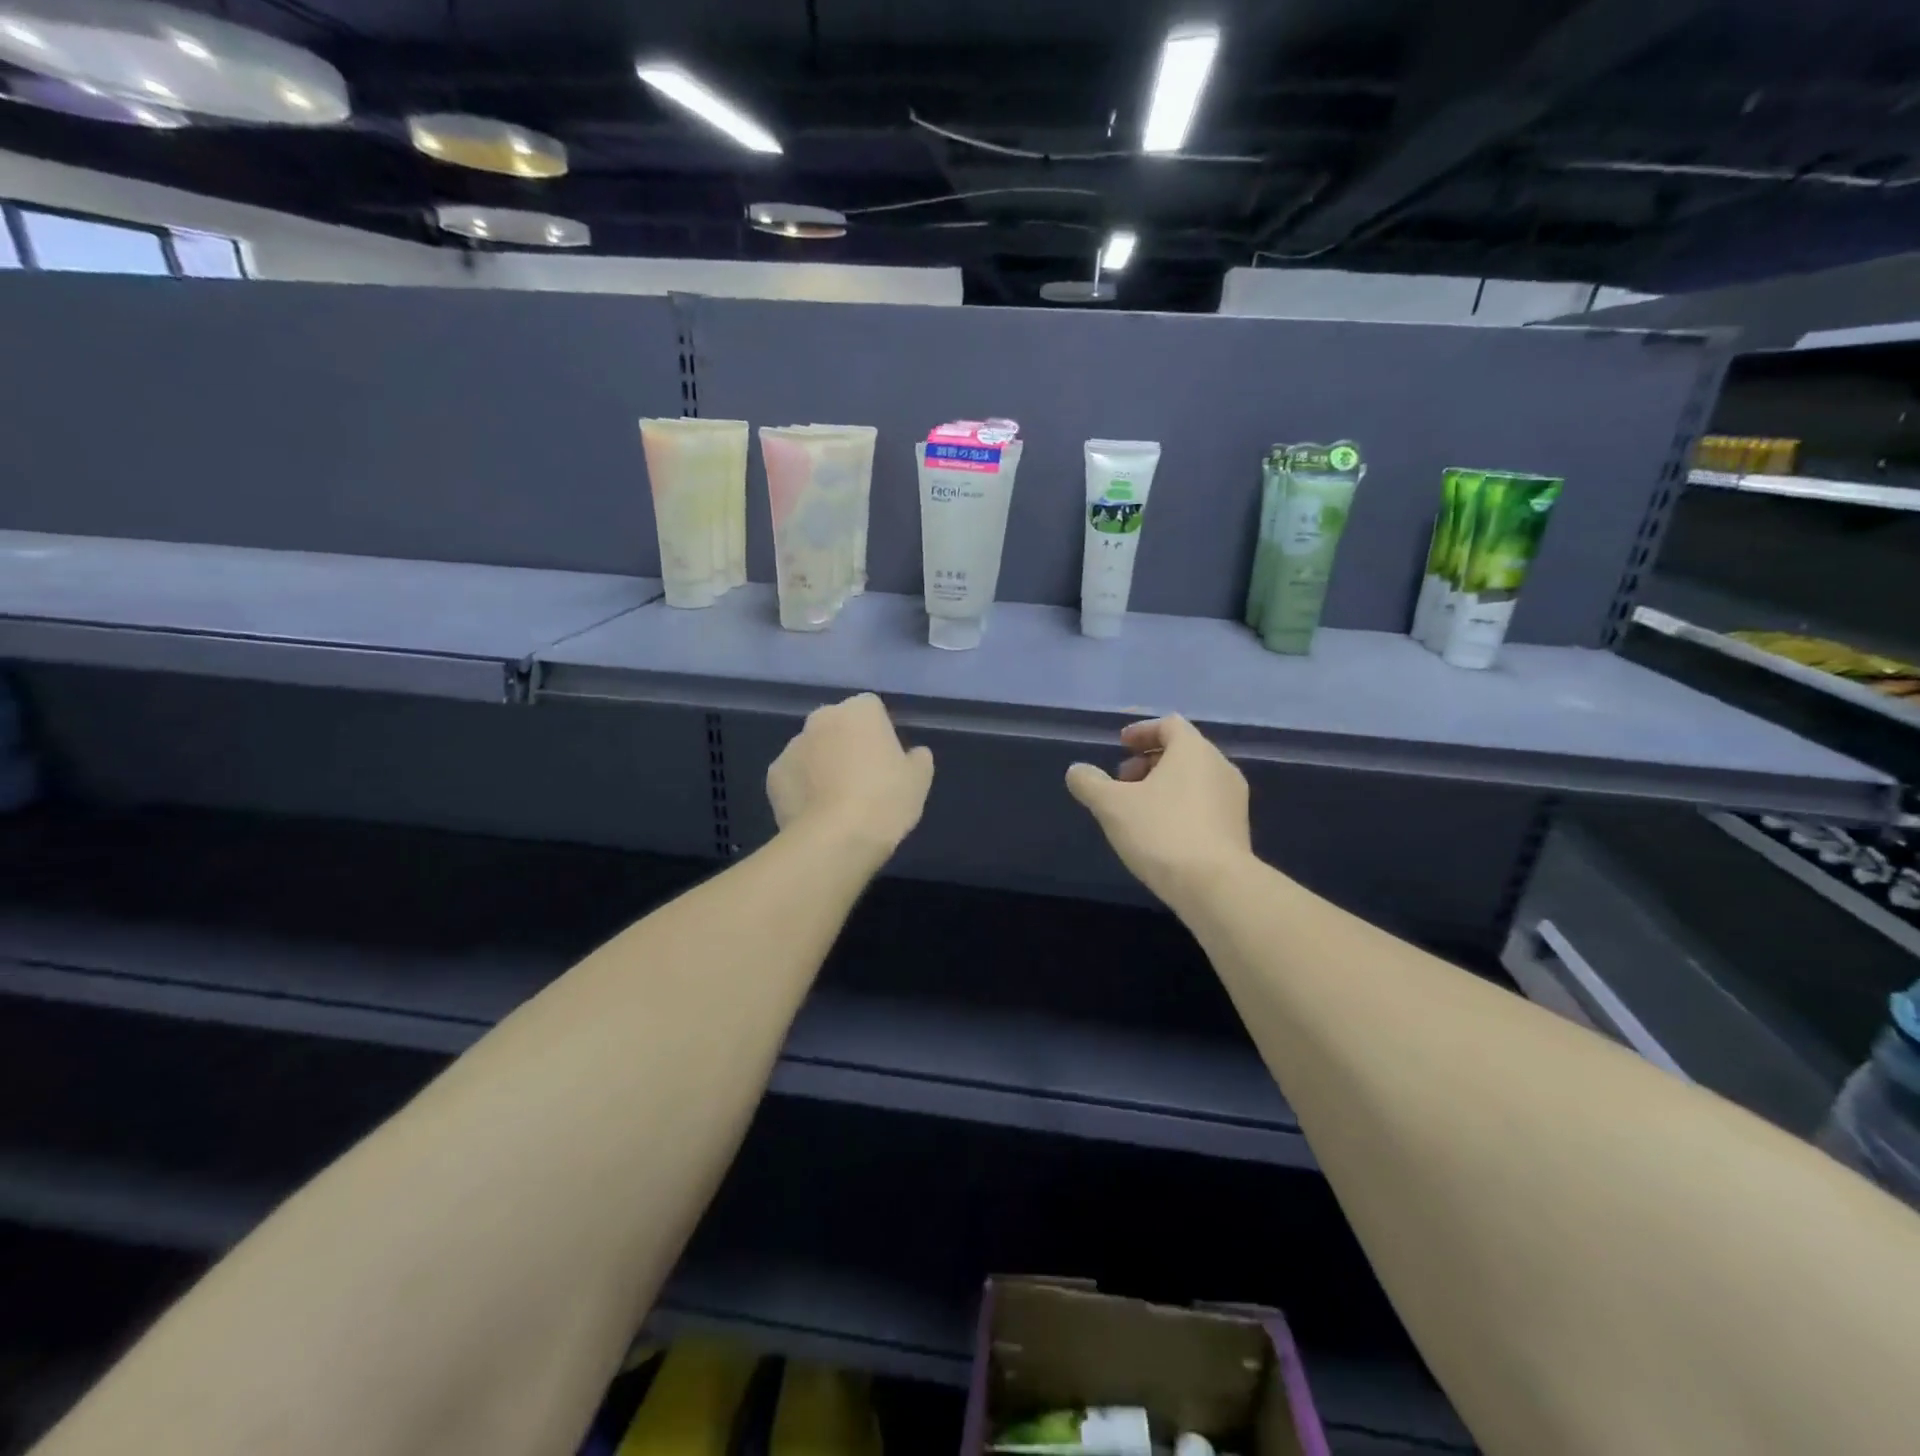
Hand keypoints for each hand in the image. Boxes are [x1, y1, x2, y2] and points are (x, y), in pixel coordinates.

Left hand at [767, 694, 933, 857]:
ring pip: (813, 750)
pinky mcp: (773, 775)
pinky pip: (794, 776)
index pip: (872, 709)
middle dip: (846, 744)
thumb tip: (914, 754)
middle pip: (837, 726)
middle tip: (863, 780)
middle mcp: (821, 718)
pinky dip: (802, 788)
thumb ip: (918, 758)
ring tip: (837, 802)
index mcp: (859, 710)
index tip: (887, 760)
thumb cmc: (885, 800)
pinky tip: (816, 813)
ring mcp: (792, 746)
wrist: (835, 839)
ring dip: (822, 765)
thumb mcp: (919, 780)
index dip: (880, 733)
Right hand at [1065, 716, 1251, 904]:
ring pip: (1194, 779)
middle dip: (1149, 761)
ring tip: (1137, 809)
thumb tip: (1076, 771)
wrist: (1215, 886)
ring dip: (1164, 785)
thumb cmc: (1161, 832)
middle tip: (1122, 780)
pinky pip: (1205, 804)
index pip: (1169, 725)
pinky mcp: (1237, 829)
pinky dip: (1180, 806)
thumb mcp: (1112, 806)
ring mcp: (1233, 799)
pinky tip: (1160, 832)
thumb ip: (1090, 783)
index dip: (1142, 732)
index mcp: (1193, 750)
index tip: (1120, 745)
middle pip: (1183, 751)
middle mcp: (1220, 767)